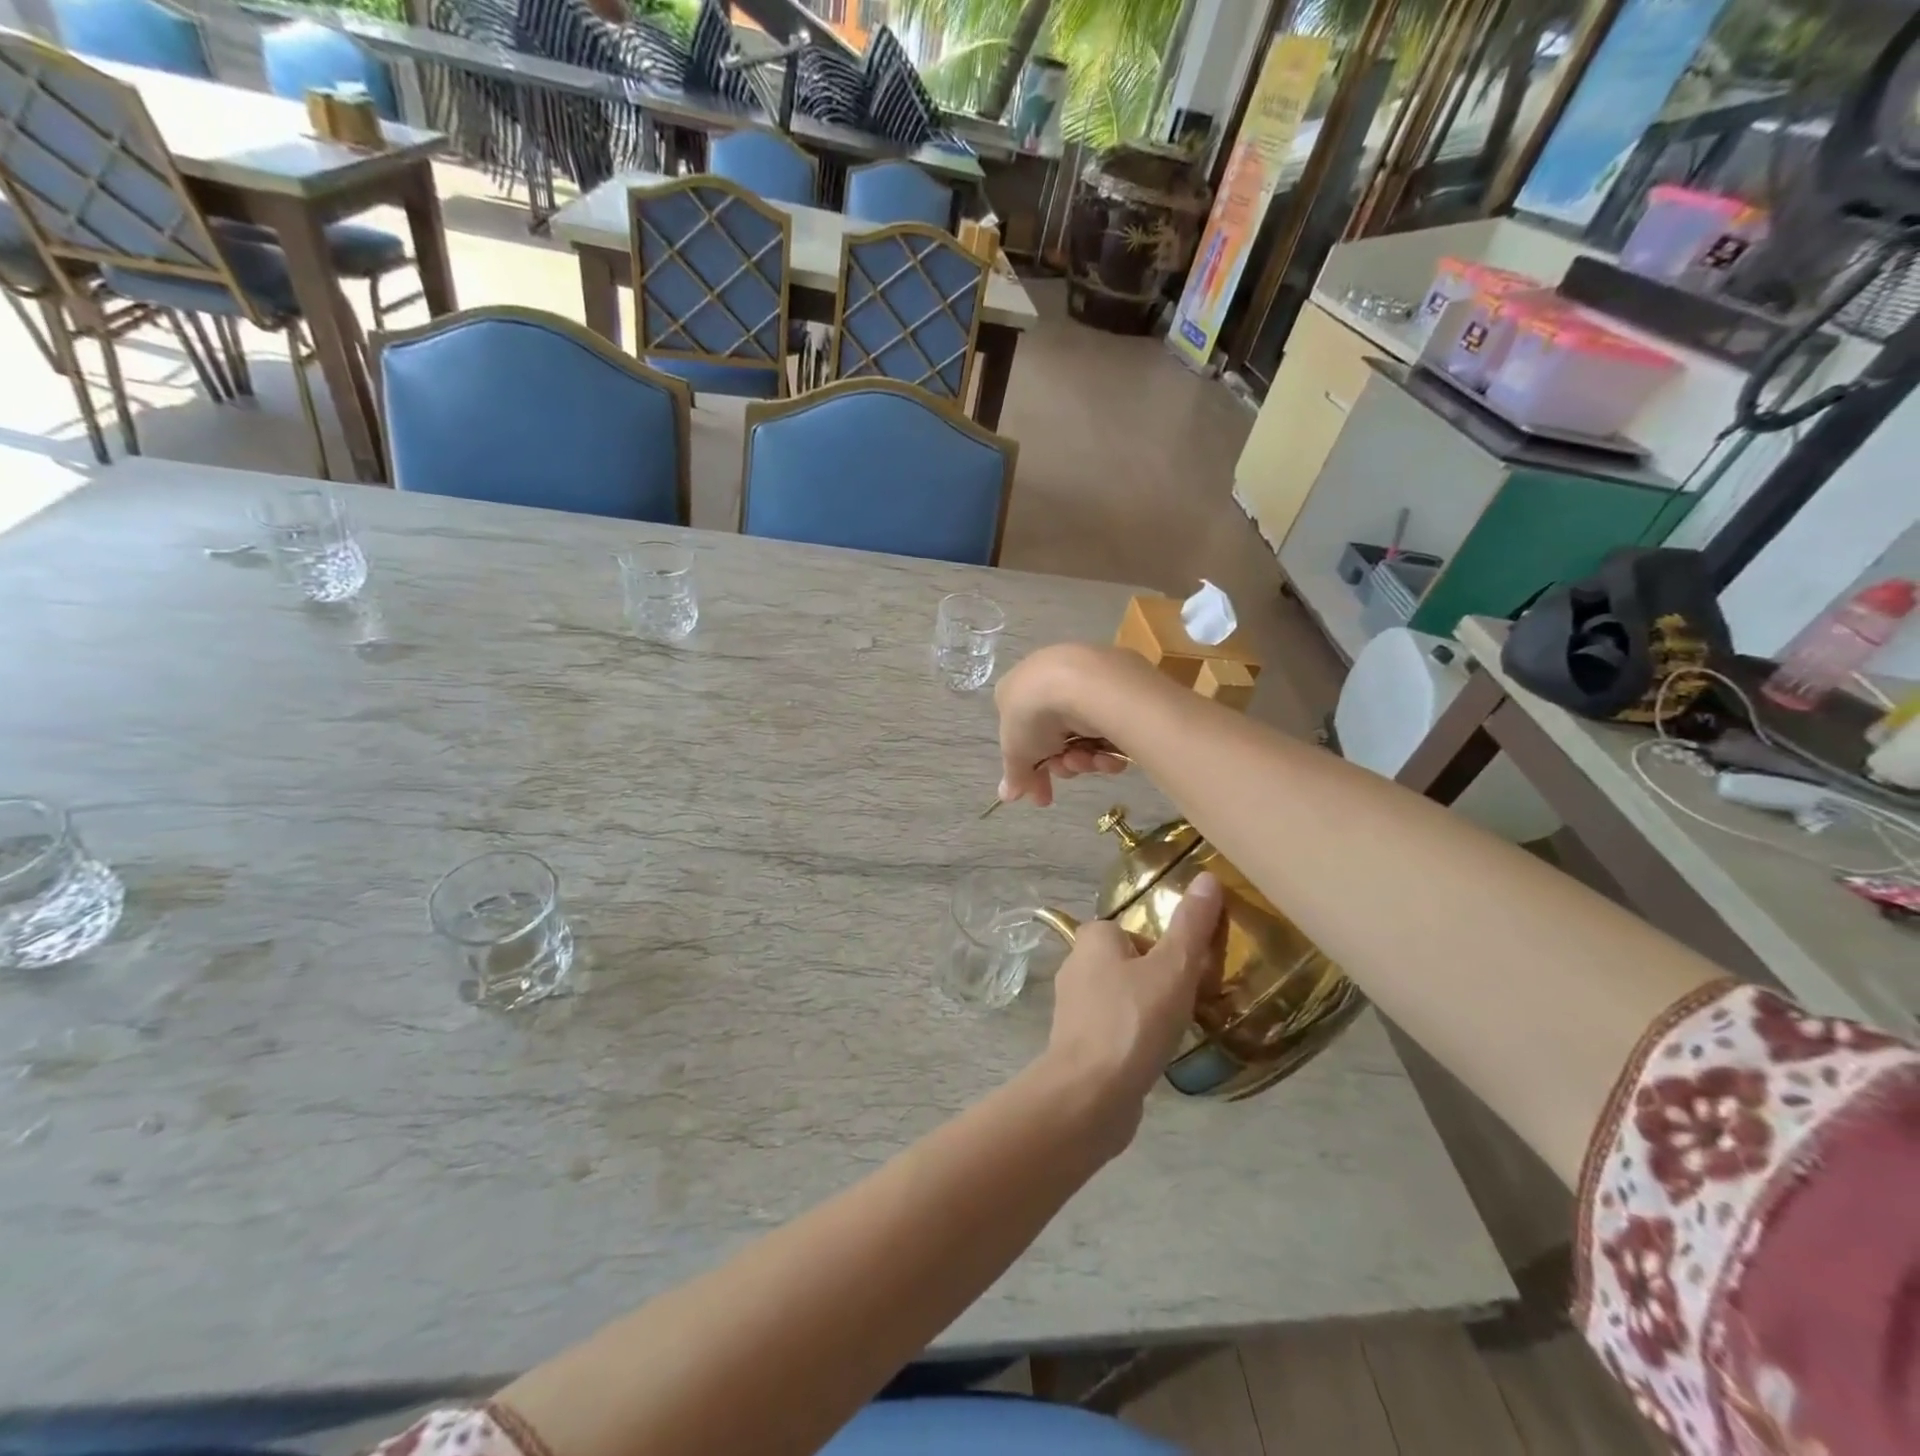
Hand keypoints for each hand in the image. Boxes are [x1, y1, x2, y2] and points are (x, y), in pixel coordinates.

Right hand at [993, 644, 1139, 807]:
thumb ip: (1014, 775)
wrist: (1081, 683)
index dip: (1032, 769)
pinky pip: (1111, 725)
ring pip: (1085, 735)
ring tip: (1085, 759)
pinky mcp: (1119, 686)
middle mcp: (1051, 681)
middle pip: (1058, 738)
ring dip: (1083, 758)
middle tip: (1065, 769)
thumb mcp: (1016, 751)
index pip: (1025, 735)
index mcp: (1019, 690)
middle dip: (1062, 763)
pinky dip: (1108, 746)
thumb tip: (1006, 795)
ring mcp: (1086, 682)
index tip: (1042, 796)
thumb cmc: (1035, 714)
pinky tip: (1107, 755)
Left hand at [1040, 873, 1225, 1150]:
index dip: (1164, 947)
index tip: (1191, 970)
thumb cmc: (1133, 1020)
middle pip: (1130, 963)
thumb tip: (1207, 877)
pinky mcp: (1078, 1043)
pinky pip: (1116, 1029)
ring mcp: (1074, 1007)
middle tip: (1191, 999)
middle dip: (1159, 979)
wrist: (1090, 1094)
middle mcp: (1076, 965)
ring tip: (1177, 1029)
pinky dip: (1136, 1037)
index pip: (1134, 929)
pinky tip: (1156, 1055)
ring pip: (1122, 997)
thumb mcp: (1173, 968)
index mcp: (1093, 938)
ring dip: (1148, 1010)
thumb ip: (1191, 925)